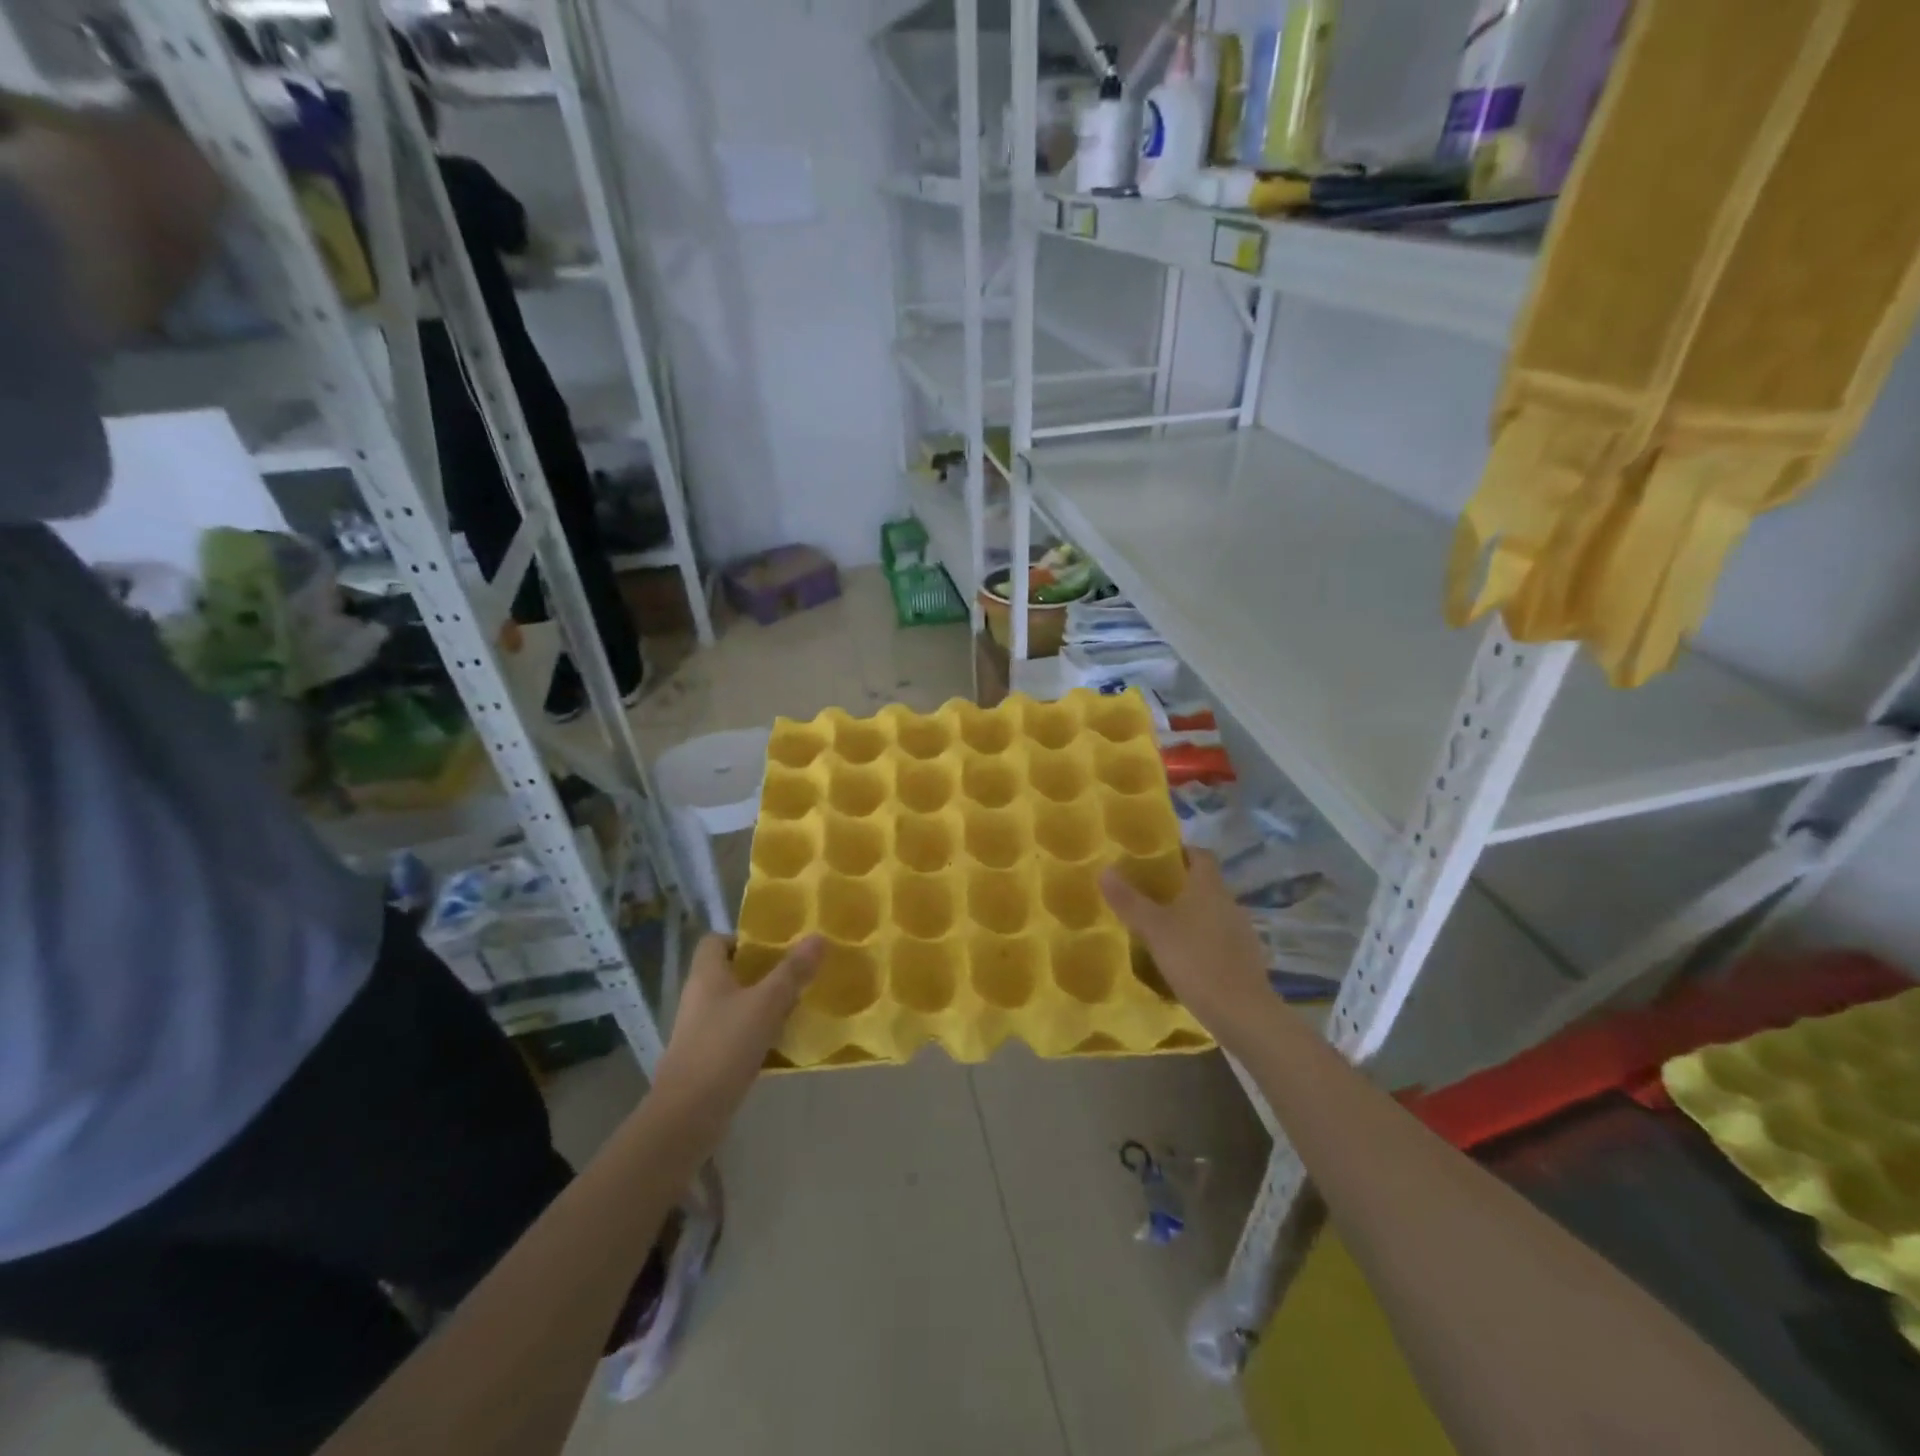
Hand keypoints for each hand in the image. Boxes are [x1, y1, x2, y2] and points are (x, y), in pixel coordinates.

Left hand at [649, 935, 821, 1128]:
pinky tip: (779, 1041)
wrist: (688, 1115)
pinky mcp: (706, 1057)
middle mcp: (698, 997)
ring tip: (795, 1005)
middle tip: (795, 974)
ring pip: (734, 1003)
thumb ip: (792, 971)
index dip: (743, 939)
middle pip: (728, 972)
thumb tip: (818, 936)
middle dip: (761, 971)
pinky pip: (734, 1032)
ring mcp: (699, 1029)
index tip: (775, 947)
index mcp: (706, 975)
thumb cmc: (724, 1047)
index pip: (715, 940)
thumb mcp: (766, 1004)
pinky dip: (755, 1032)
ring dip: (761, 1002)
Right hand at [1101, 851, 1272, 1047]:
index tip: (1157, 856)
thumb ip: (1129, 900)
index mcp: (1210, 888)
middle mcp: (1229, 903)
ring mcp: (1241, 932)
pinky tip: (1182, 956)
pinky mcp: (1244, 958)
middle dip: (1179, 884)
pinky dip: (1201, 939)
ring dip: (1190, 913)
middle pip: (1205, 883)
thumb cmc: (1196, 960)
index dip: (1181, 851)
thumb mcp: (1154, 929)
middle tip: (1147, 891)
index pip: (1201, 854)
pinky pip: (1218, 937)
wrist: (1242, 1012)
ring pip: (1211, 911)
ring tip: (1160, 924)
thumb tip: (1105, 869)